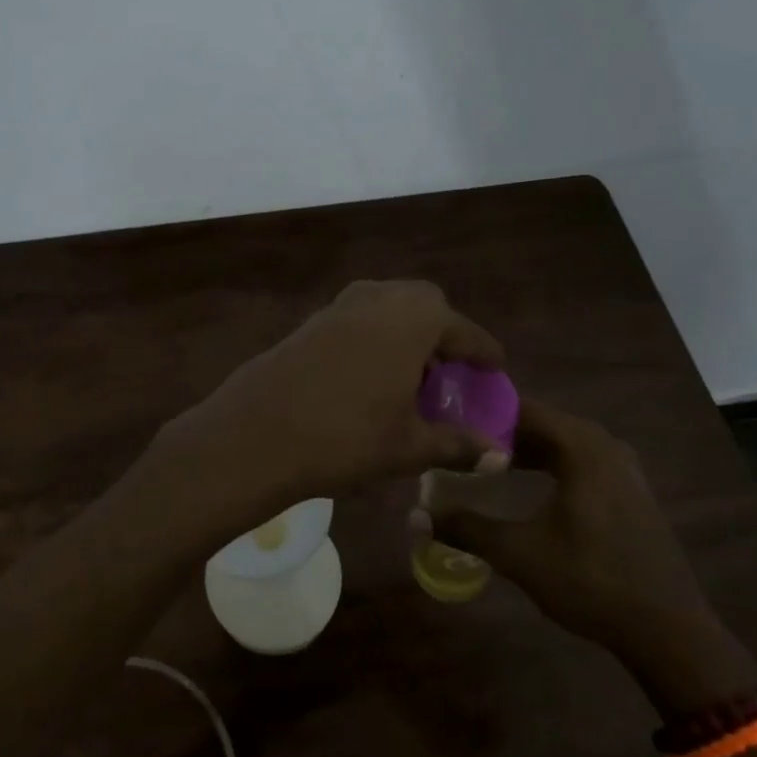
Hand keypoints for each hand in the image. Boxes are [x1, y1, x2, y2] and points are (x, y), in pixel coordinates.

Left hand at [162, 281, 505, 518]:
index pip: (464, 331)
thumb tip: (499, 457)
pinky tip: (369, 378)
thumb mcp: (409, 446)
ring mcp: (340, 305)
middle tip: (447, 374)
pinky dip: (375, 338)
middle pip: (425, 304)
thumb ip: (458, 445)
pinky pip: (359, 319)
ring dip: (406, 334)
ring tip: (410, 380)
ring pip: (388, 308)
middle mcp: (379, 298)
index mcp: (413, 318)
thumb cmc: (346, 437)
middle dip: (442, 334)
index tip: (495, 370)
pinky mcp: (311, 321)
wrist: (257, 432)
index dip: (483, 353)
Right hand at [427, 398, 752, 700]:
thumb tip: (415, 517)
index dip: (484, 411)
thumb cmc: (591, 581)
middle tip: (459, 443)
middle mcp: (604, 445)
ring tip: (486, 463)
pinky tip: (529, 487)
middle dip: (501, 431)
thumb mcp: (520, 554)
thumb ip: (466, 528)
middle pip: (543, 423)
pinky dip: (551, 465)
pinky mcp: (630, 491)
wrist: (669, 630)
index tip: (448, 419)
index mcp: (581, 447)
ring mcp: (623, 468)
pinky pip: (580, 462)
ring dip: (526, 450)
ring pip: (562, 444)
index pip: (523, 408)